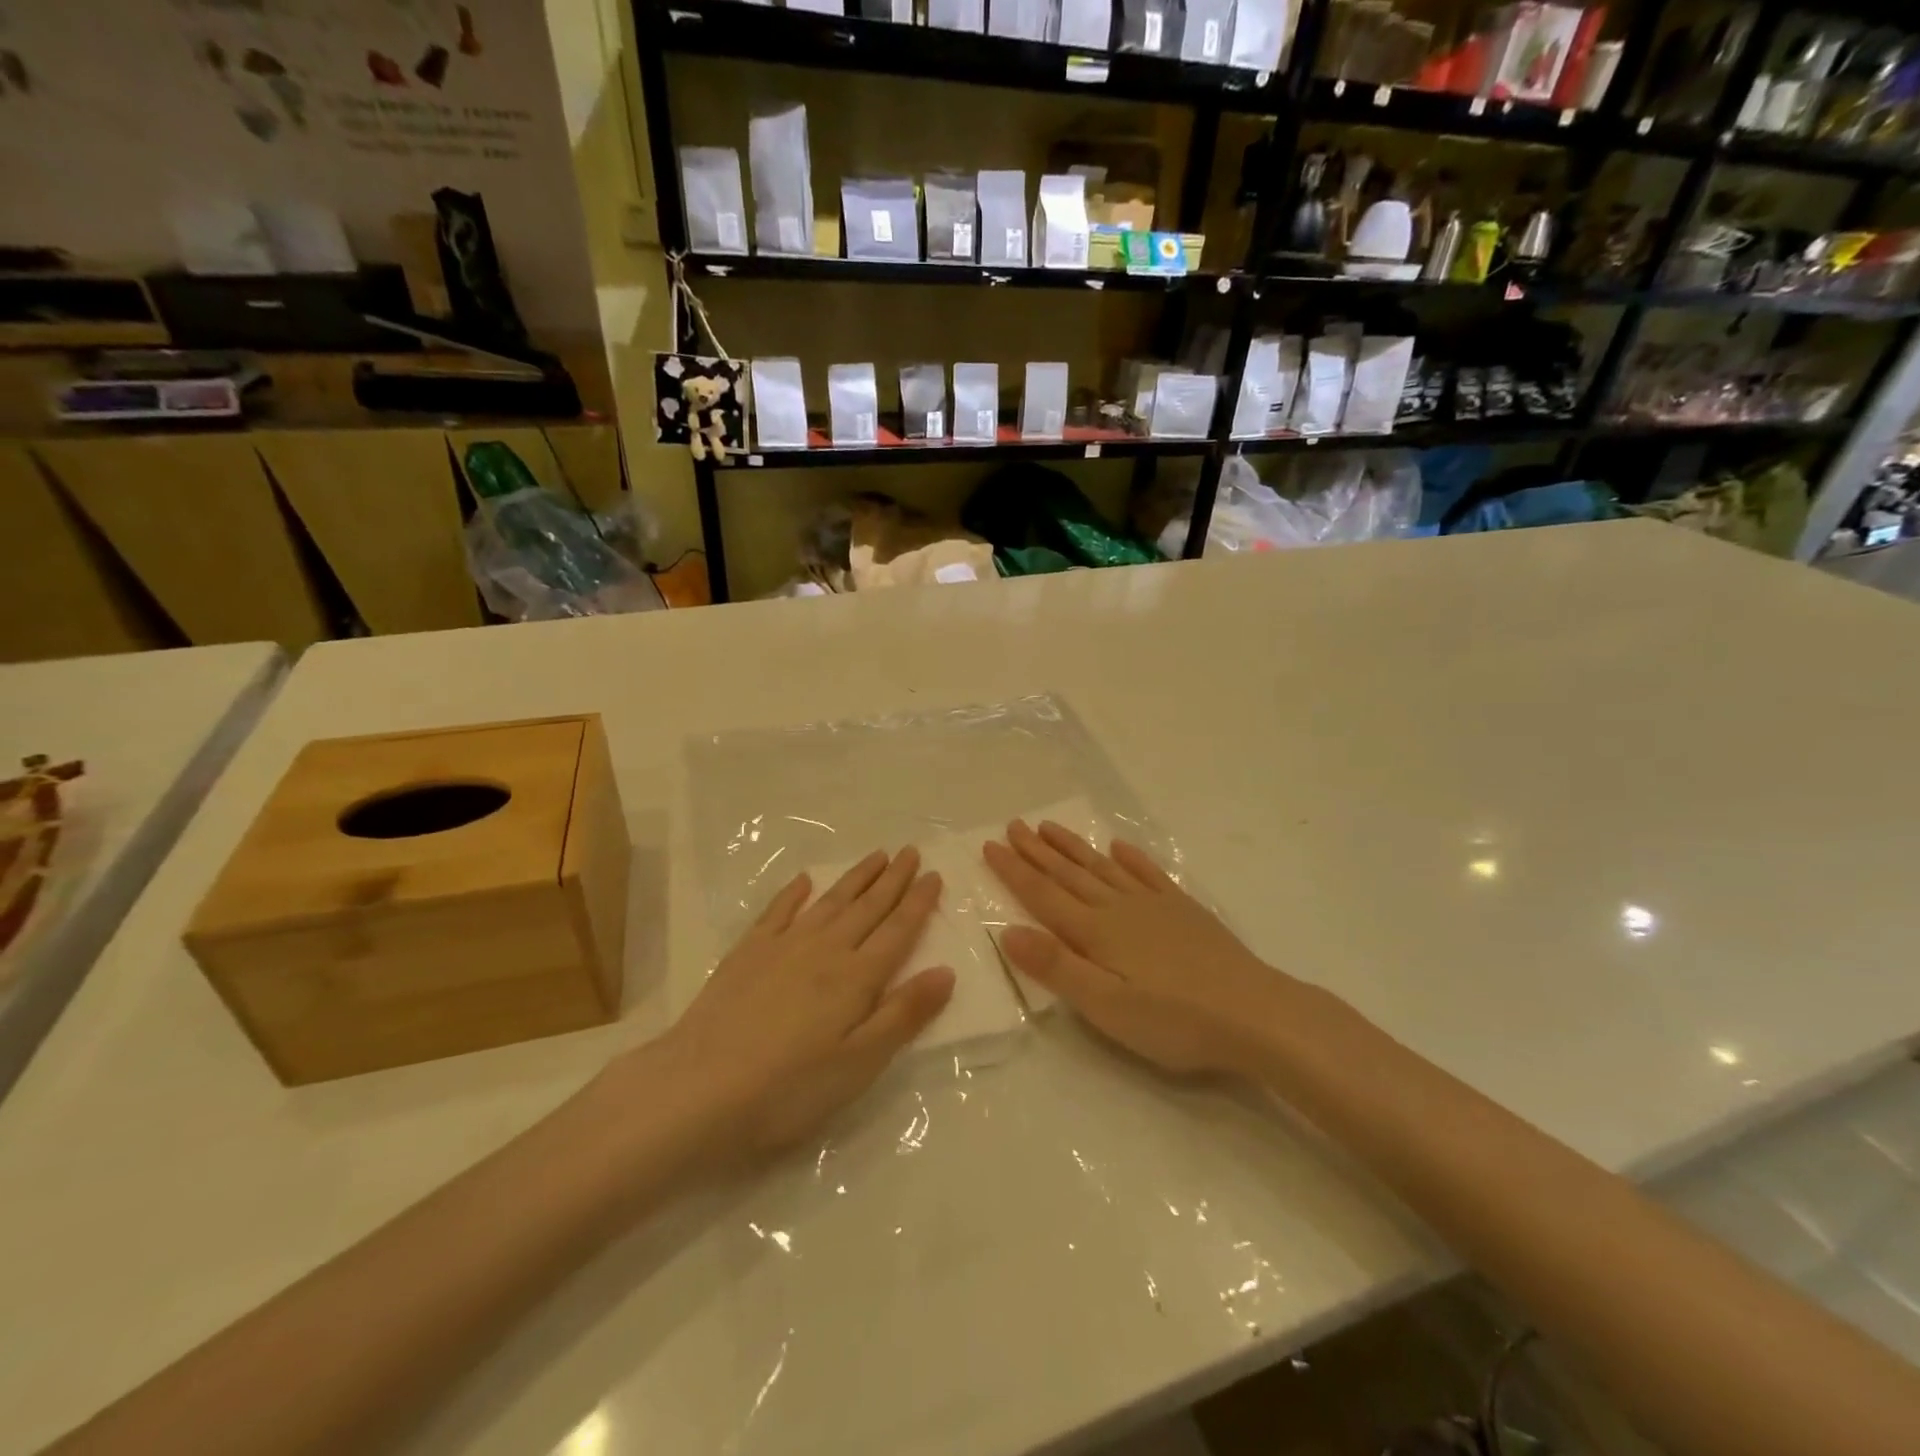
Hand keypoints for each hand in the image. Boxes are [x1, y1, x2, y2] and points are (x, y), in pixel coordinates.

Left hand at [648, 848, 954, 1160]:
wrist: (699, 1088)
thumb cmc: (789, 1088)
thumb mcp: (859, 1064)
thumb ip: (903, 1014)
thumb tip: (946, 971)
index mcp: (856, 978)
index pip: (898, 931)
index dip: (918, 902)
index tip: (935, 874)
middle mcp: (825, 950)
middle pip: (868, 907)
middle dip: (893, 878)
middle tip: (911, 850)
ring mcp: (783, 946)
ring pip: (830, 901)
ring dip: (856, 877)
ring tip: (876, 855)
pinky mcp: (748, 953)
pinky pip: (778, 911)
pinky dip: (794, 892)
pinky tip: (805, 879)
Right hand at [983, 821, 1287, 1078]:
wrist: (1254, 1014)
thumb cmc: (1175, 1021)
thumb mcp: (1107, 1007)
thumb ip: (1057, 968)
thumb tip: (1009, 931)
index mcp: (1096, 932)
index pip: (1044, 895)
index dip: (1014, 871)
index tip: (989, 846)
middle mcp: (1119, 908)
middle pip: (1069, 873)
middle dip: (1037, 850)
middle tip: (1012, 825)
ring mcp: (1154, 905)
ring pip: (1103, 867)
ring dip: (1073, 847)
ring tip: (1049, 827)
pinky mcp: (1184, 911)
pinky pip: (1148, 874)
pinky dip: (1130, 858)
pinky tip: (1119, 846)